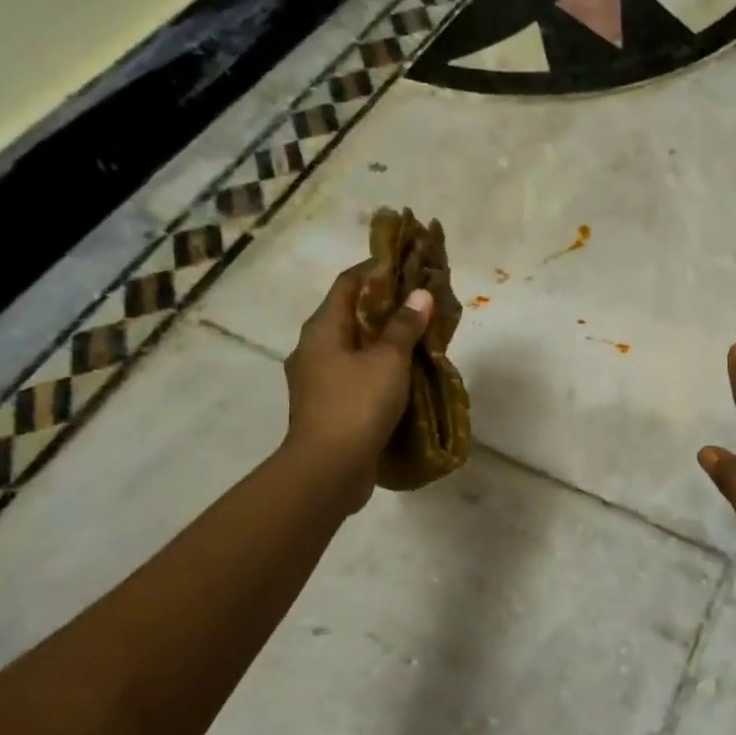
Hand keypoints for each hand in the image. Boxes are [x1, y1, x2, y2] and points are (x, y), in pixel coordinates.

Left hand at [281, 262, 433, 511]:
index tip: (407, 264)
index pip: (348, 283)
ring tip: (420, 337)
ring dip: (384, 340)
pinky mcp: (328, 406)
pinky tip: (405, 375)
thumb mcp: (388, 360)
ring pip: (355, 347)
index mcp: (322, 329)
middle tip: (421, 303)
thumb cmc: (356, 404)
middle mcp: (314, 348)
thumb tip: (418, 295)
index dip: (376, 269)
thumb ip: (404, 326)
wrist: (327, 470)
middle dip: (386, 306)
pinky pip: (357, 374)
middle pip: (351, 314)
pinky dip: (379, 368)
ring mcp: (318, 380)